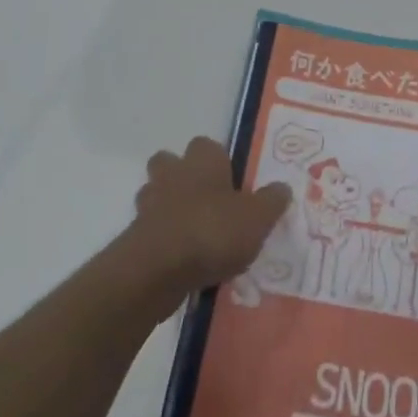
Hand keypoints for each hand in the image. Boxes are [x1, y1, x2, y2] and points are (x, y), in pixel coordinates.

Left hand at [127, 136, 290, 301]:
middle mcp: (173, 174)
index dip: (218, 161)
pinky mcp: (135, 237)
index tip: (231, 181)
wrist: (157, 271)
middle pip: (171, 163)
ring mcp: (149, 205)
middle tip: (208, 202)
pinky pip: (151, 230)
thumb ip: (271, 201)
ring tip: (195, 234)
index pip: (207, 145)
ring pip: (156, 195)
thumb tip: (282, 187)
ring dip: (169, 209)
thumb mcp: (257, 218)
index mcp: (203, 160)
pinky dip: (163, 240)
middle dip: (183, 177)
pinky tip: (182, 261)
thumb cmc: (212, 231)